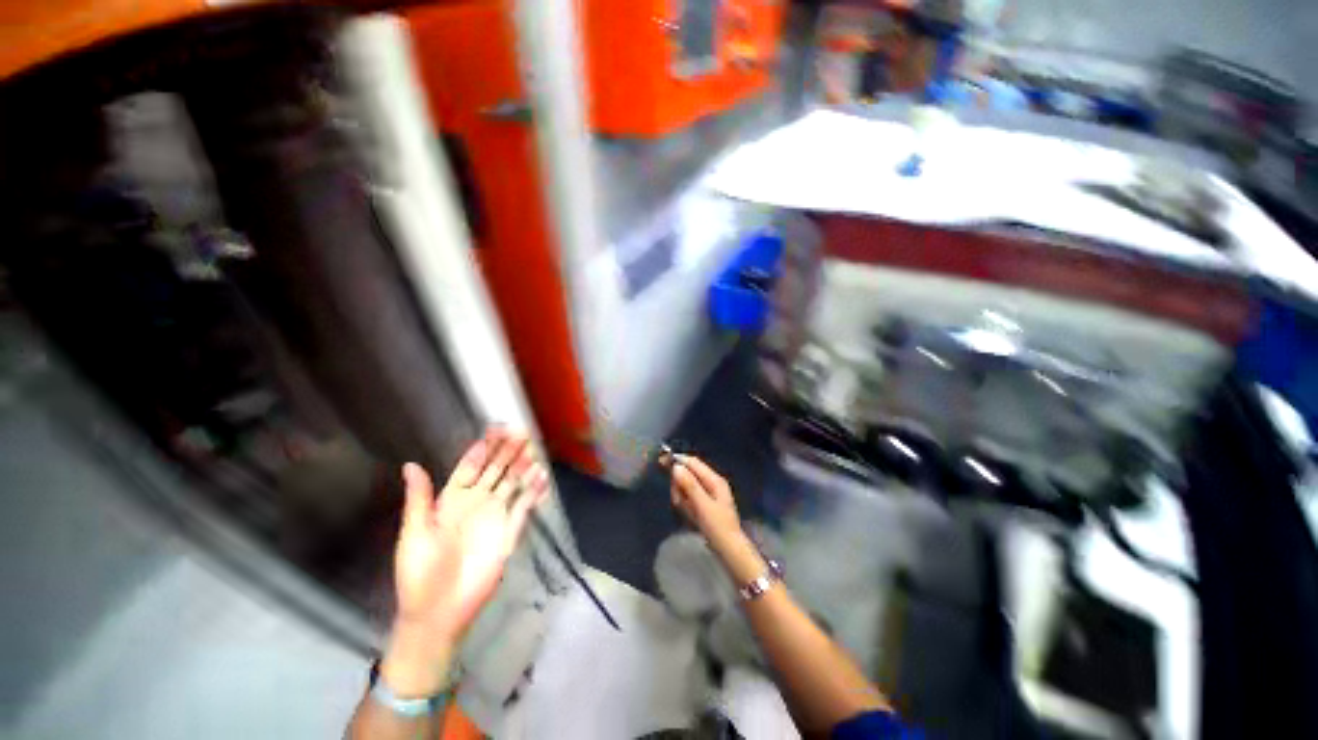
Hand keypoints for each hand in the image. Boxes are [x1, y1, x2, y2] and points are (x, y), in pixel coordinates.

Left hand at [382, 429, 548, 695]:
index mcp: (451, 501)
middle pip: (495, 470)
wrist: (438, 613)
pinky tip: (541, 477)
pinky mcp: (509, 532)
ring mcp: (495, 516)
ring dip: (523, 467)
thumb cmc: (420, 573)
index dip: (482, 449)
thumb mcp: (414, 533)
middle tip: (521, 433)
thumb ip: (419, 498)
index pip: (470, 467)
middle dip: (507, 451)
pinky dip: (533, 492)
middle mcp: (476, 503)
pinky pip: (524, 507)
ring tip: (533, 449)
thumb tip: (411, 464)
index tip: (494, 431)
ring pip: (512, 484)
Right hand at [669, 455, 744, 553]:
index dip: (678, 461)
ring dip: (682, 496)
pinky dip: (686, 504)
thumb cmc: (717, 526)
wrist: (729, 550)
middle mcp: (712, 483)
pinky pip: (690, 498)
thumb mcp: (702, 504)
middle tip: (677, 499)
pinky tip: (689, 514)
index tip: (662, 463)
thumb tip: (676, 466)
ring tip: (684, 509)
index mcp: (714, 479)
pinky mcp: (705, 504)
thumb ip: (689, 484)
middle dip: (679, 484)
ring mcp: (709, 494)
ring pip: (687, 486)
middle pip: (689, 473)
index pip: (693, 462)